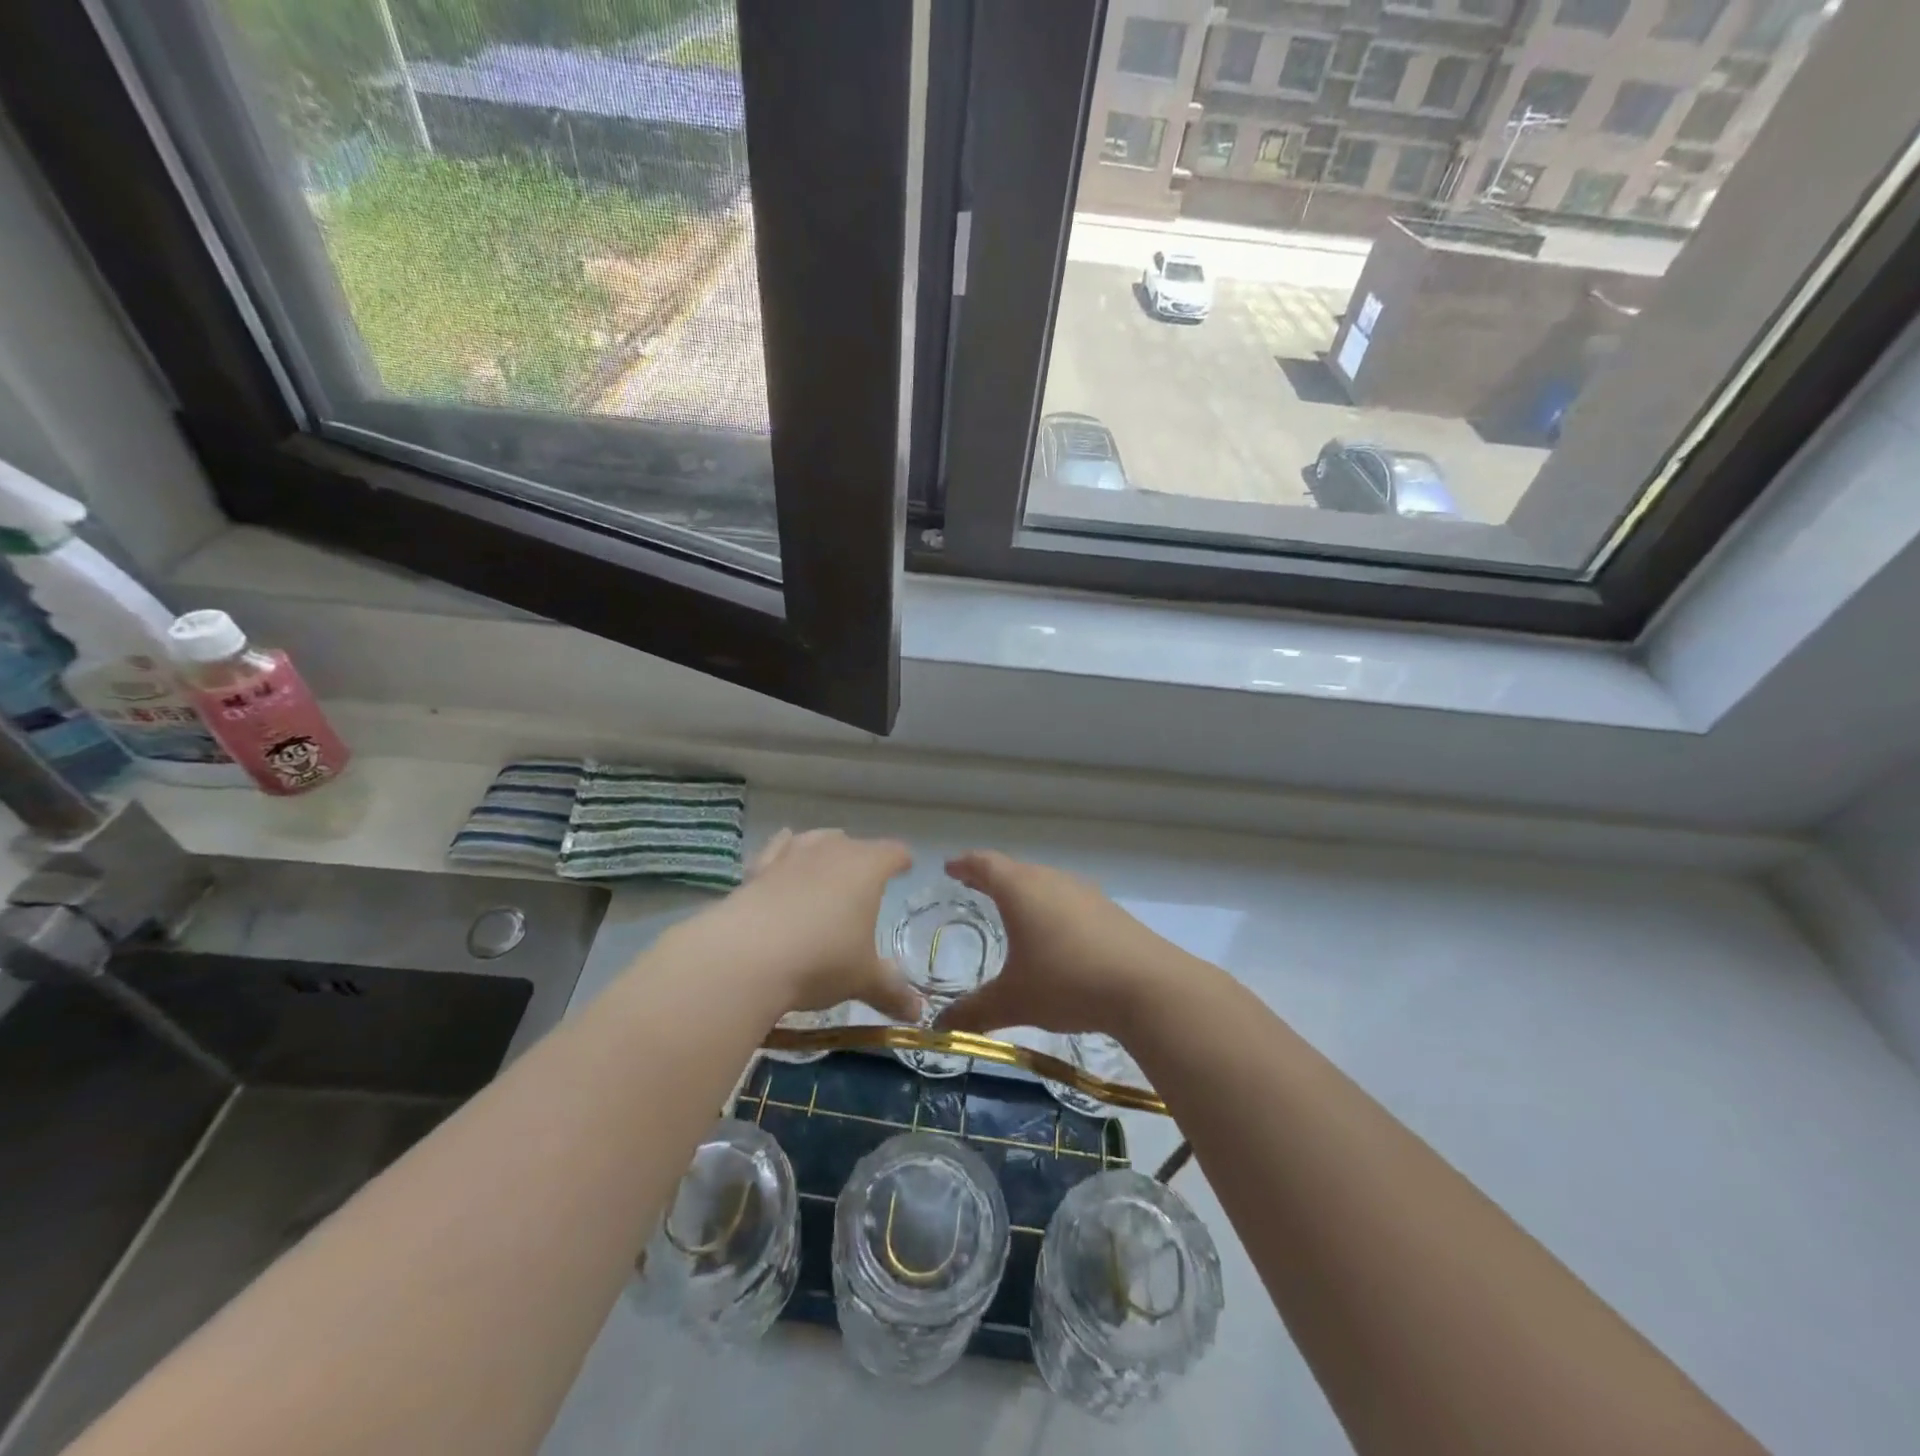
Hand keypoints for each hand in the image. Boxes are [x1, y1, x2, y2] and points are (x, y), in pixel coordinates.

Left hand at [694, 828, 921, 1022]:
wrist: (746, 956)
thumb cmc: (821, 960)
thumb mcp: (861, 979)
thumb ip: (891, 991)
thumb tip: (916, 1013)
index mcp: (867, 868)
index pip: (893, 853)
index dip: (901, 860)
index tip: (906, 867)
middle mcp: (831, 851)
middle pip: (854, 843)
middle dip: (862, 858)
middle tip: (866, 880)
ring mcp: (791, 856)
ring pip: (815, 840)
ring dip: (824, 849)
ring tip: (827, 864)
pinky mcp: (757, 870)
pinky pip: (776, 851)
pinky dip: (783, 853)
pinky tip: (781, 860)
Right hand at [933, 851, 1179, 1039]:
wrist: (1148, 987)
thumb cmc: (1067, 982)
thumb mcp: (1014, 1001)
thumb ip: (973, 1012)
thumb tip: (938, 1028)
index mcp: (1020, 890)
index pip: (985, 864)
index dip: (965, 864)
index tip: (950, 867)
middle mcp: (1052, 881)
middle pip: (1015, 869)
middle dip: (992, 876)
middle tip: (974, 885)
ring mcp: (1085, 893)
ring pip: (1045, 882)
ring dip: (1025, 890)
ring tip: (1013, 907)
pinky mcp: (1110, 911)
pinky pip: (1069, 899)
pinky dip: (1052, 907)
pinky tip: (1056, 932)